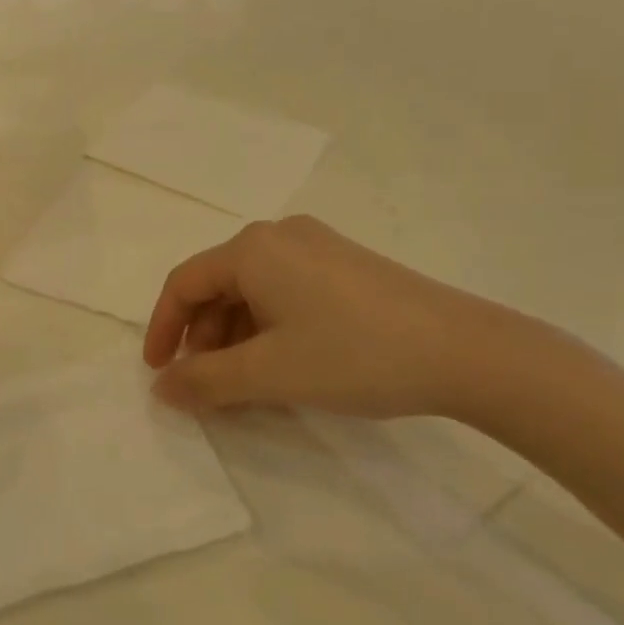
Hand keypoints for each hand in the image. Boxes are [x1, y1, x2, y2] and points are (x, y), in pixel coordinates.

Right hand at [143, 216, 529, 421]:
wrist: (466, 351)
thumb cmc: (353, 354)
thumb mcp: (269, 374)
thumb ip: (206, 381)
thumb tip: (161, 388)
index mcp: (253, 249)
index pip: (184, 283)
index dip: (162, 328)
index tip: (158, 372)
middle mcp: (280, 236)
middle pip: (218, 285)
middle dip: (202, 337)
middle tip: (205, 385)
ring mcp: (318, 247)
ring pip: (253, 290)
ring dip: (235, 336)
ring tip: (244, 384)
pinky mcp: (346, 266)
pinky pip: (285, 291)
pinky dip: (268, 327)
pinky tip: (283, 363)